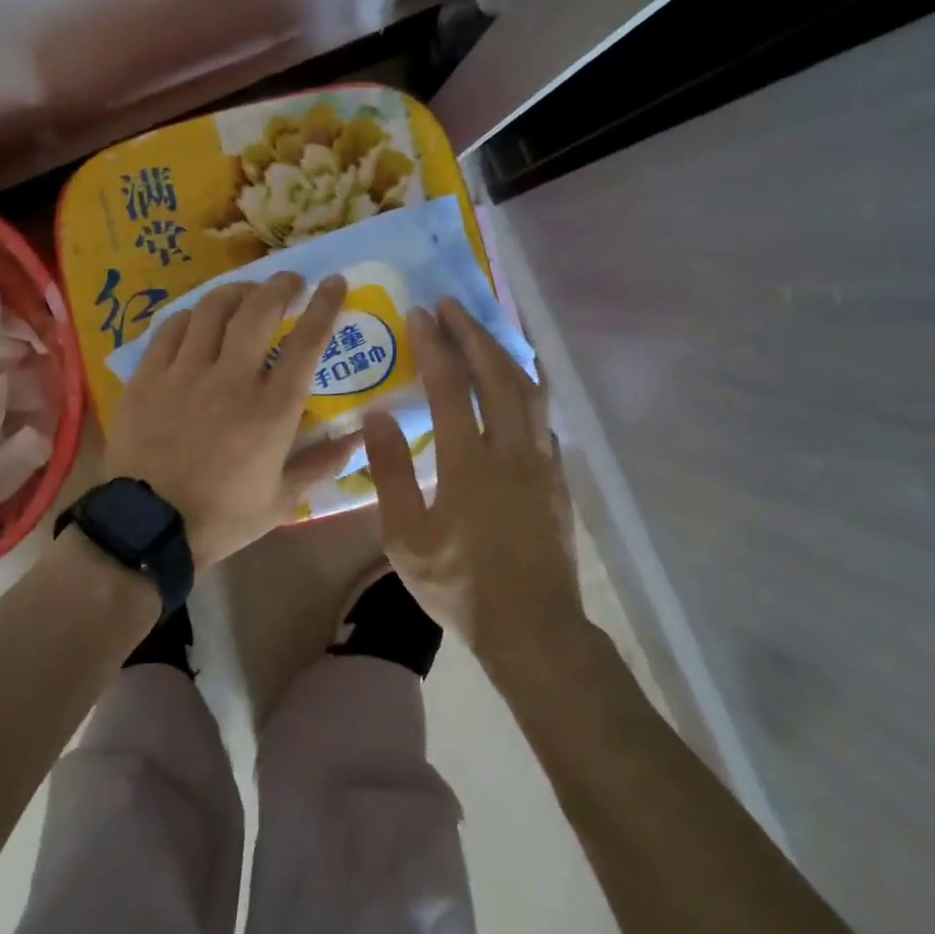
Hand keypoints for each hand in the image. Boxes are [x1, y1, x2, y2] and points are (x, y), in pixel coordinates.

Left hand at [104, 272, 358, 569]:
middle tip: (290, 280)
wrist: (148, 528)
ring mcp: (185, 374)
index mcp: (270, 410)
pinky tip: (198, 320)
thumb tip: (358, 437)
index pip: (307, 344)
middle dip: (280, 285)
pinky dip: (191, 316)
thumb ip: (321, 464)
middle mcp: (231, 380)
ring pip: (213, 310)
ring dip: (235, 292)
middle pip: (258, 311)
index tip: (334, 282)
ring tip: (246, 293)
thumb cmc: (221, 517)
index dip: (324, 306)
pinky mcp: (148, 377)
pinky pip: (171, 329)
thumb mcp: (281, 501)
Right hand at [365, 299, 585, 663]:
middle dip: (473, 334)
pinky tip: (517, 381)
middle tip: (452, 305)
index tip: (421, 314)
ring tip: (483, 330)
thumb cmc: (460, 585)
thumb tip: (377, 416)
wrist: (533, 628)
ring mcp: (541, 462)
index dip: (436, 346)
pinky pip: (544, 414)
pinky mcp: (557, 477)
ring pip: (529, 389)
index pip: (451, 387)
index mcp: (469, 463)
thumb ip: (390, 473)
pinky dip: (527, 384)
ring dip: (503, 352)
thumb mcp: (406, 537)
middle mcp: (511, 450)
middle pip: (497, 375)